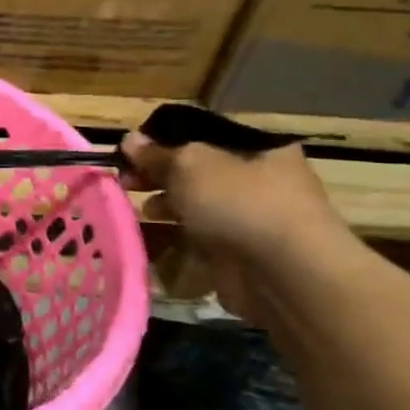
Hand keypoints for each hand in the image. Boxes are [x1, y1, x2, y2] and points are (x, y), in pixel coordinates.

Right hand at [119, 132, 348, 320]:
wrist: (284, 275)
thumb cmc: (240, 203)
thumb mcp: (190, 165)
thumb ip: (157, 153)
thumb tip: (128, 140)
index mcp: (258, 148)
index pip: (202, 134)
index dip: (163, 139)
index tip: (130, 152)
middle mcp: (259, 179)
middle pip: (196, 170)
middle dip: (158, 174)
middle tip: (125, 182)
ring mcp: (250, 217)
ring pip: (196, 203)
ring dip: (165, 204)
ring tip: (139, 210)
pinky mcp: (239, 251)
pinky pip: (199, 234)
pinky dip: (175, 234)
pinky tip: (152, 235)